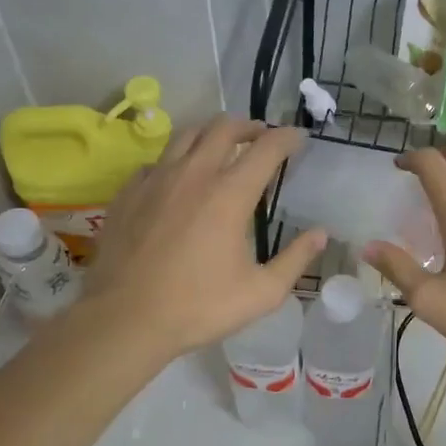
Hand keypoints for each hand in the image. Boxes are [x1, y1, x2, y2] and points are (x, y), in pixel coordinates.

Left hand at [81, 118, 325, 360]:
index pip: (266, 148)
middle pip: (224, 128)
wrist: (125, 319)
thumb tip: (321, 235)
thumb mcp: (261, 292)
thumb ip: (295, 259)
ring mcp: (156, 179)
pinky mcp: (128, 193)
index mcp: (230, 194)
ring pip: (187, 135)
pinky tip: (179, 179)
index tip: (298, 139)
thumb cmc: (199, 307)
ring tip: (222, 146)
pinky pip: (157, 161)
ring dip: (211, 134)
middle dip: (249, 126)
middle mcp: (193, 174)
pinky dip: (177, 160)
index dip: (287, 138)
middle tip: (261, 137)